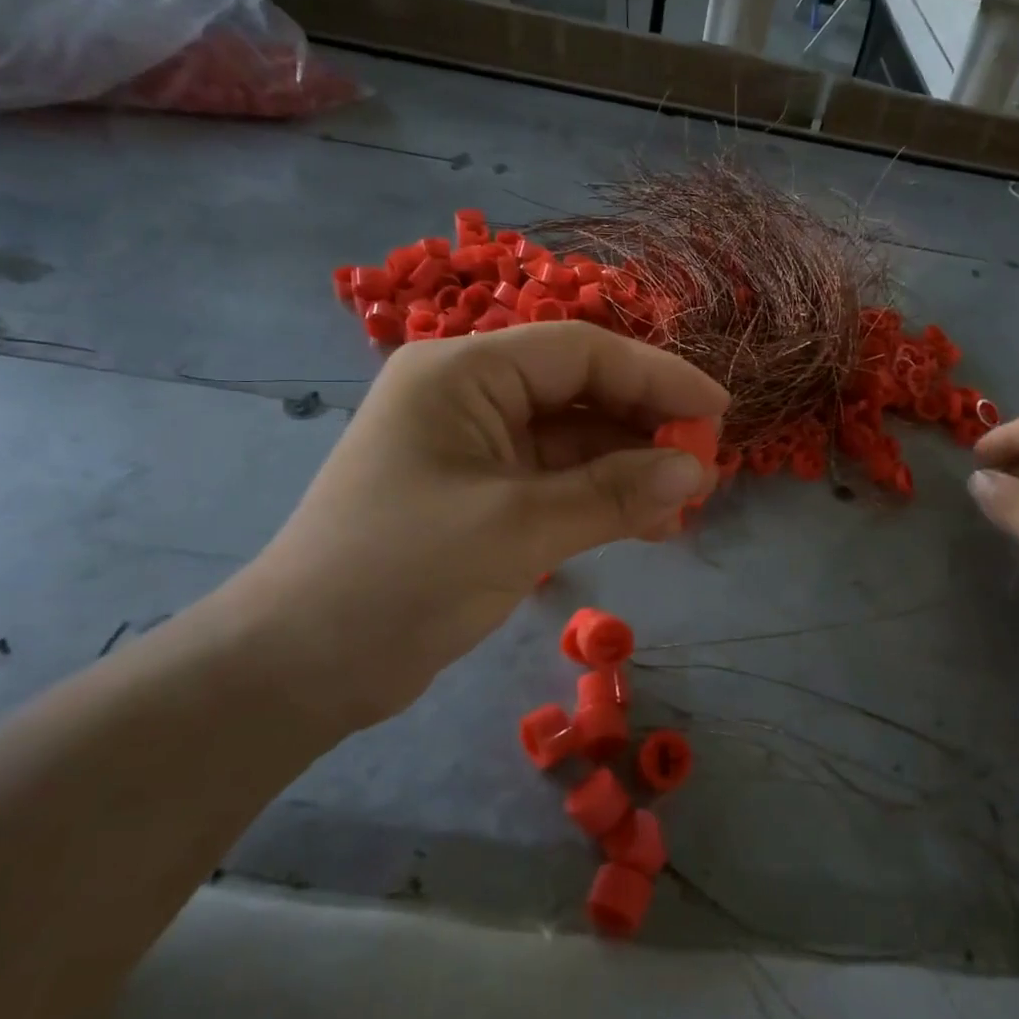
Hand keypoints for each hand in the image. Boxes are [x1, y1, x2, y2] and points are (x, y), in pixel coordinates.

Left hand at [221, 323, 725, 733]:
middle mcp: (468, 395)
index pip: (579, 352)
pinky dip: (600, 496)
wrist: (300, 666)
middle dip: (645, 424)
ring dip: (629, 466)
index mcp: (462, 373)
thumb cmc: (400, 577)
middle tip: (706, 463)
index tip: (718, 411)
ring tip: (687, 500)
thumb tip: (697, 470)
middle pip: (579, 391)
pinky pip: (555, 480)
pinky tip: (647, 522)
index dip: (656, 376)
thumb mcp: (517, 529)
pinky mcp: (480, 494)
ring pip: (572, 439)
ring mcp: (474, 447)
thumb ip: (613, 493)